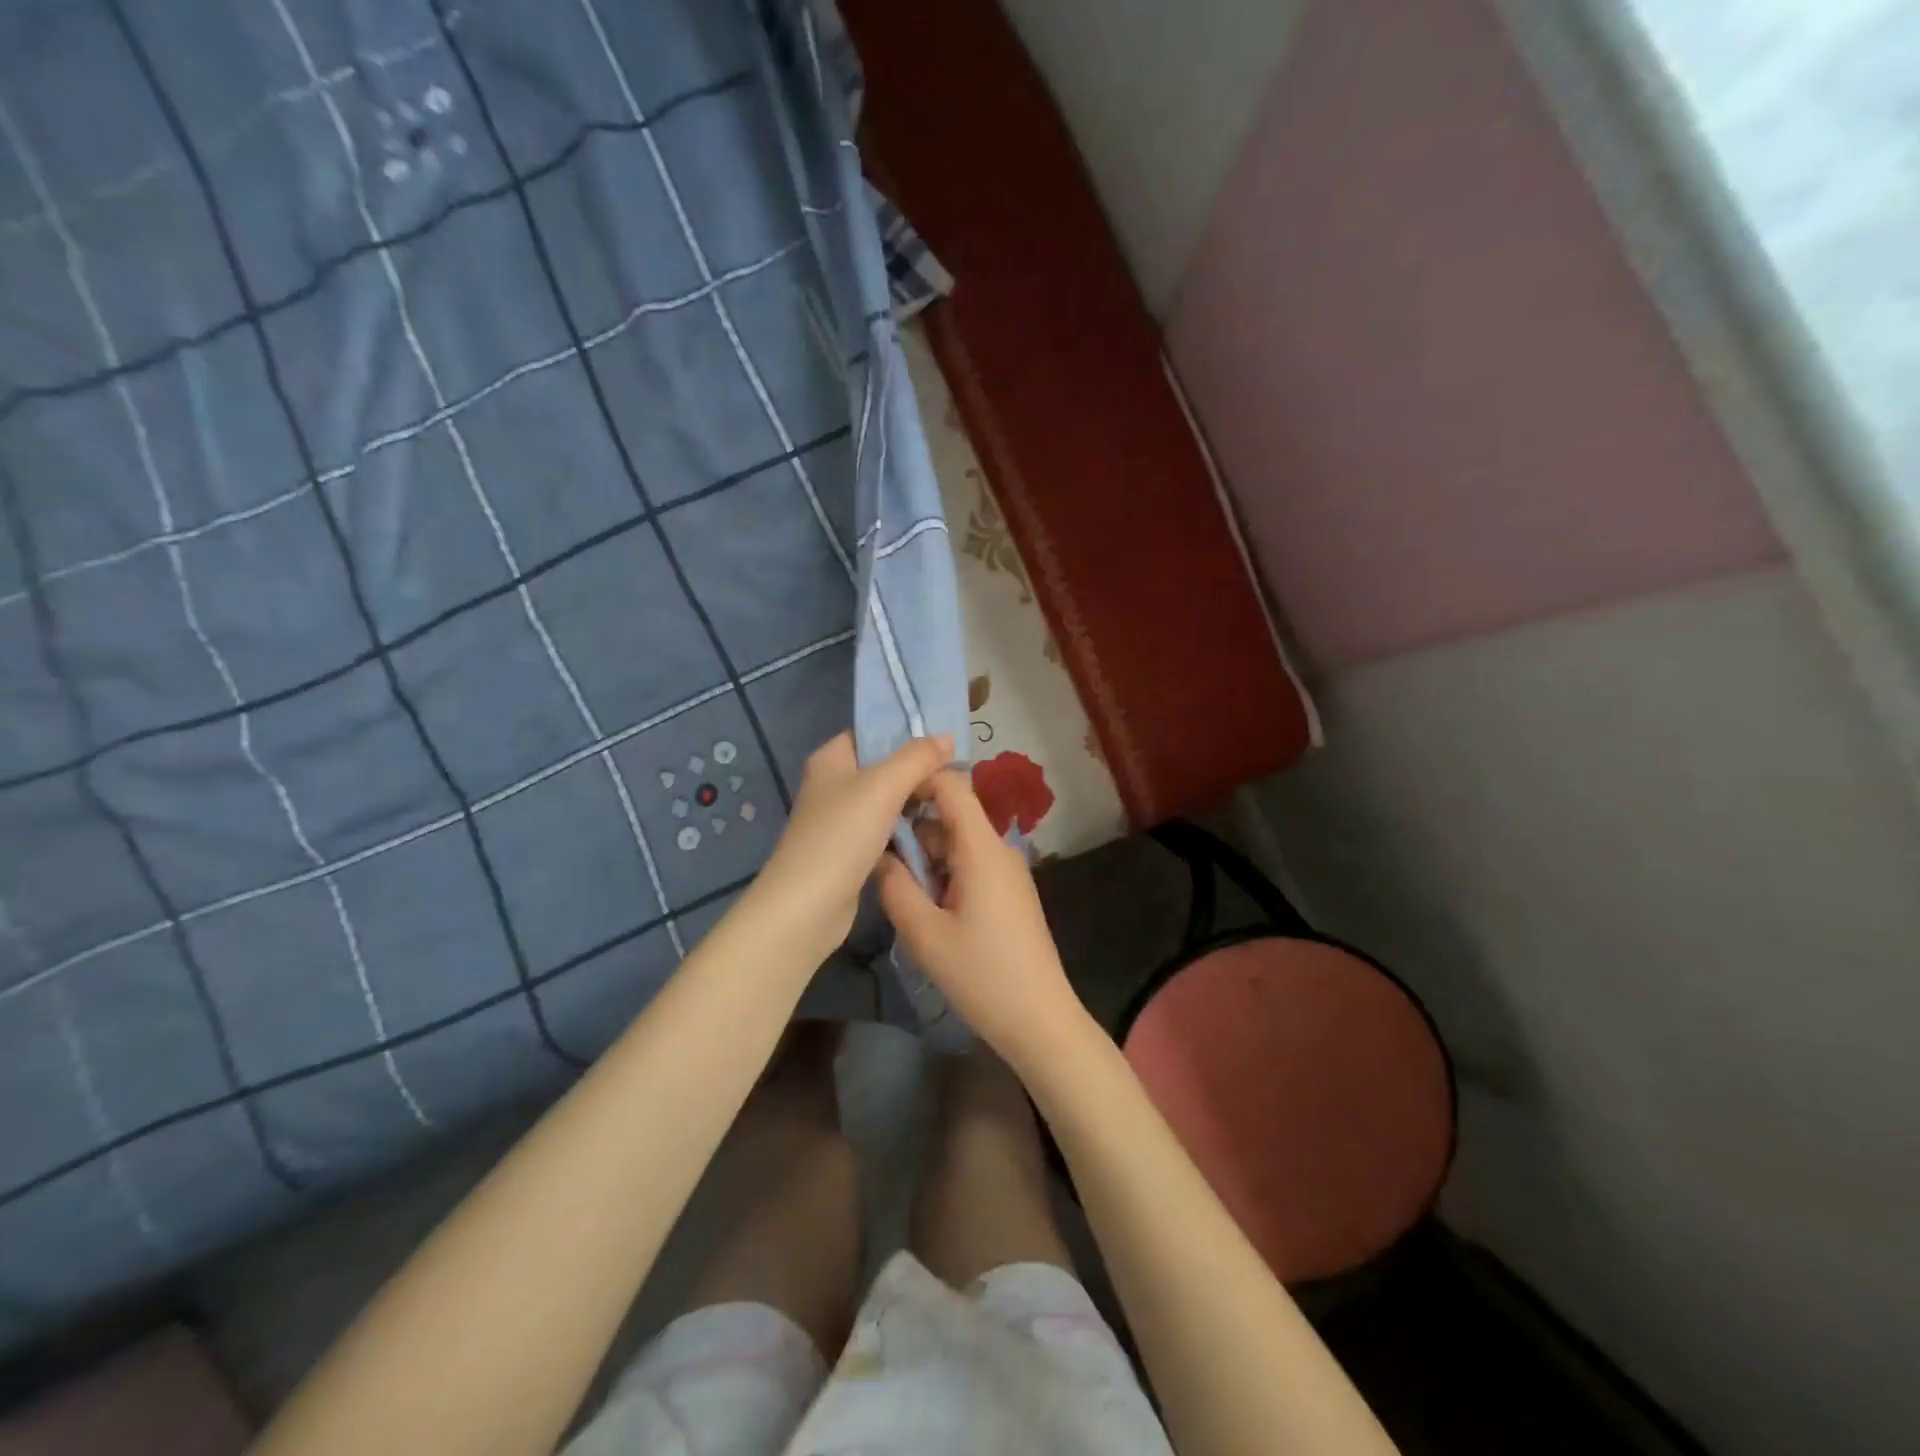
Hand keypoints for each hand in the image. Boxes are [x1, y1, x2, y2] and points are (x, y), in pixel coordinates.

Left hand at [748, 730, 953, 960]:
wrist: (807, 907)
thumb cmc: (841, 835)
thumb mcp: (884, 786)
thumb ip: (917, 758)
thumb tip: (947, 736)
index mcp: (831, 760)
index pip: (872, 733)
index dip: (906, 734)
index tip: (945, 743)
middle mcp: (832, 785)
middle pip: (883, 769)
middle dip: (918, 774)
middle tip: (957, 779)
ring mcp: (840, 821)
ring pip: (888, 803)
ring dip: (916, 806)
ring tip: (953, 804)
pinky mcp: (850, 852)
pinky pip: (886, 832)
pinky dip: (907, 833)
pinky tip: (934, 836)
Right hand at [875, 768, 1088, 1069]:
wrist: (1038, 1018)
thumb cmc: (980, 973)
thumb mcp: (924, 933)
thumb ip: (894, 886)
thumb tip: (877, 854)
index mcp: (982, 848)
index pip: (952, 785)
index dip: (917, 781)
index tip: (881, 800)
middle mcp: (999, 849)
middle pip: (952, 815)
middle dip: (914, 829)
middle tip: (876, 856)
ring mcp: (1007, 872)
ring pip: (959, 843)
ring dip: (927, 856)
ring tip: (896, 887)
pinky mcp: (1010, 892)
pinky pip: (971, 864)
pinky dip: (945, 873)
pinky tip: (926, 906)